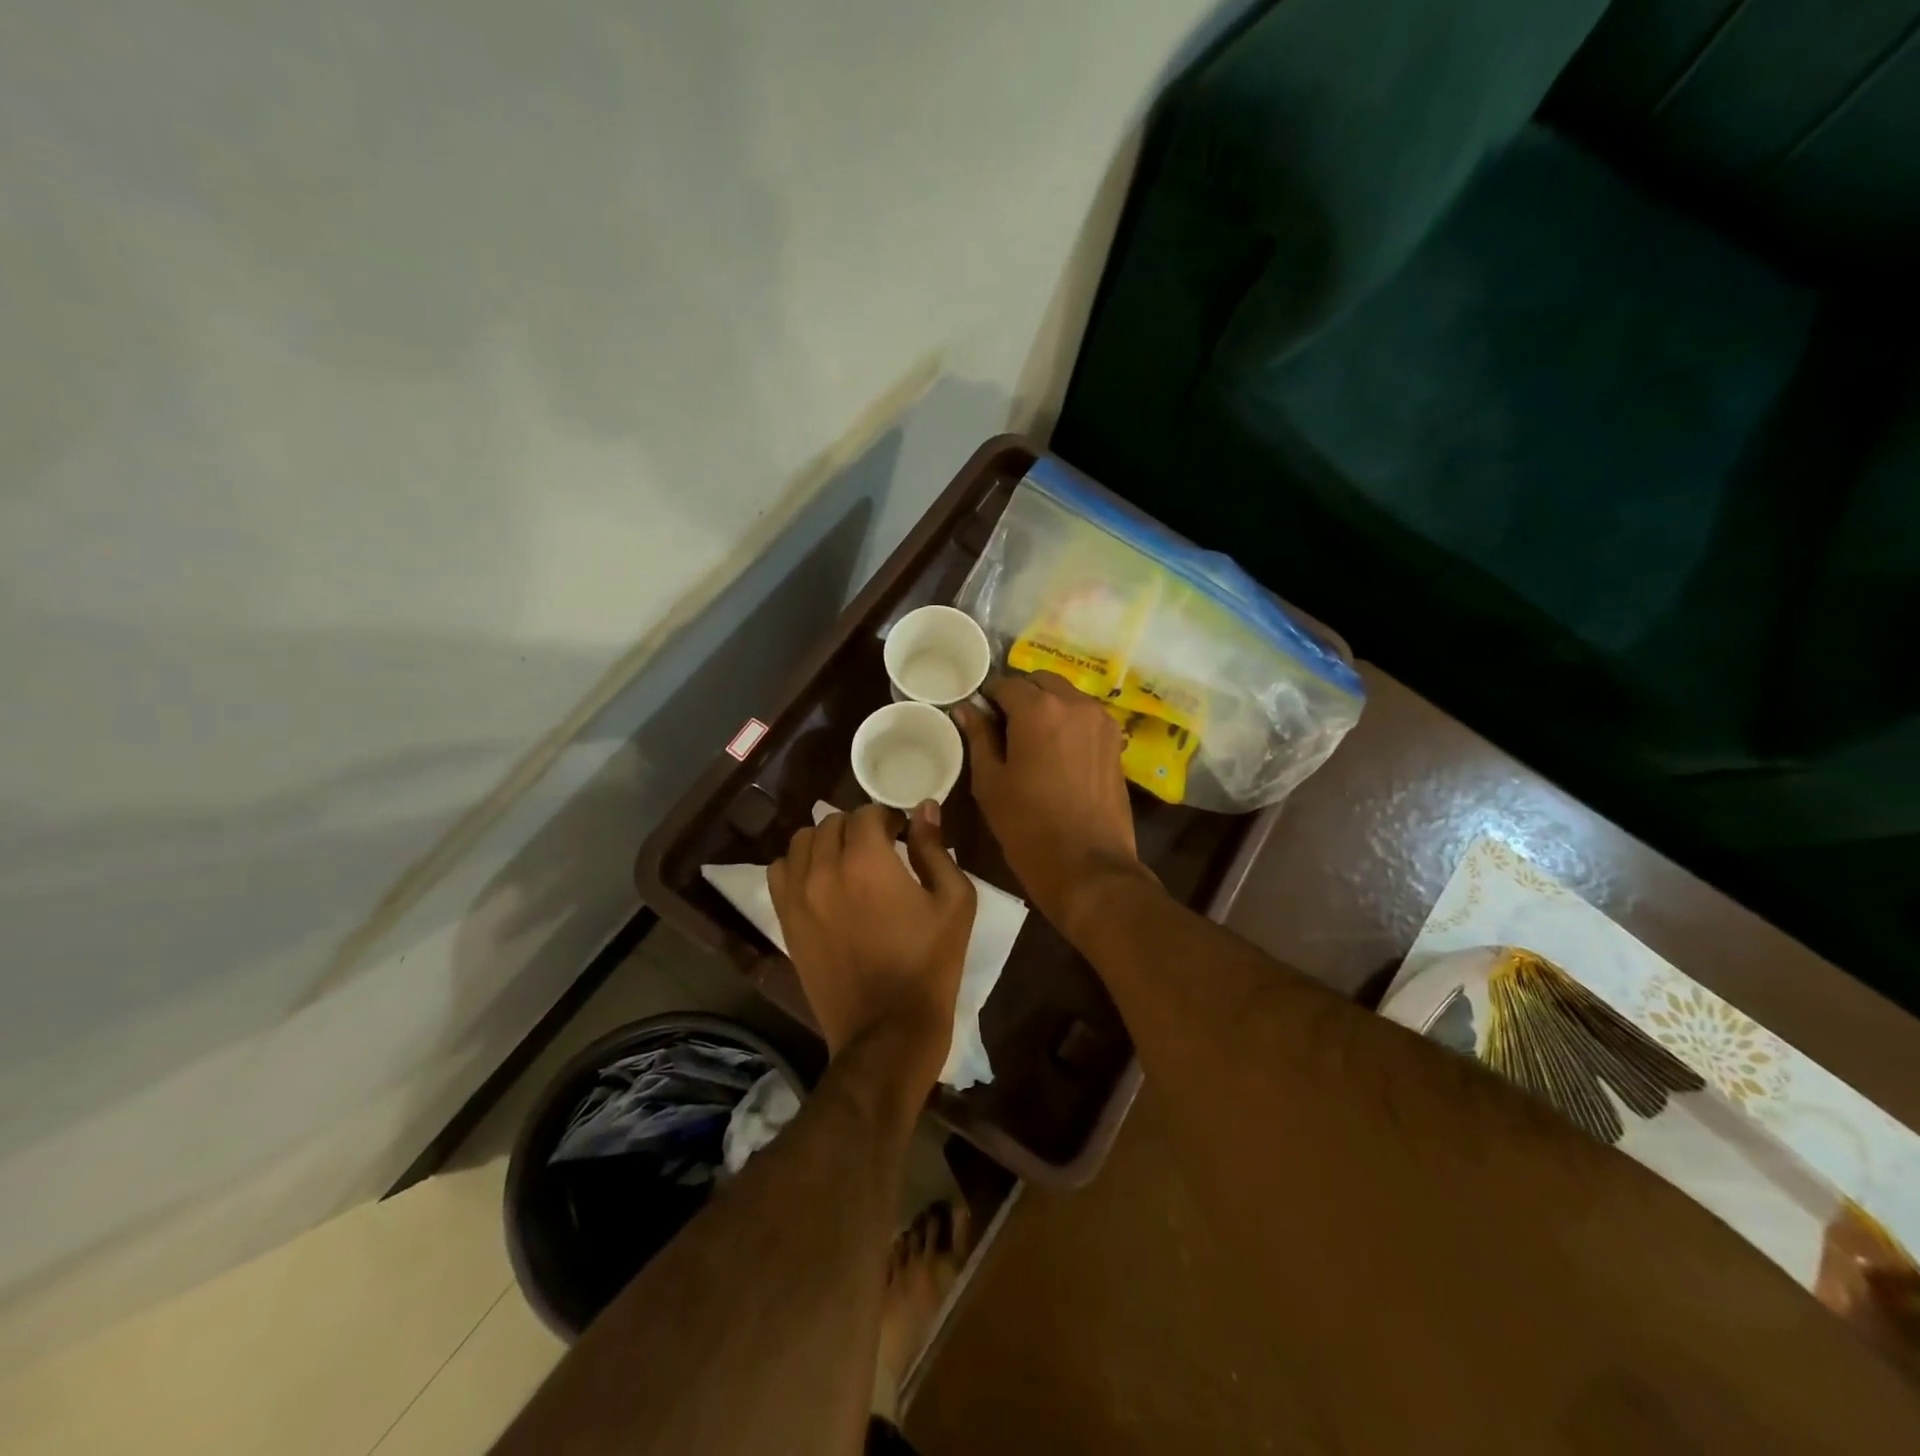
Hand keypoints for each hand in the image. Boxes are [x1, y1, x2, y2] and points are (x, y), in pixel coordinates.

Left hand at [768, 801, 976, 1091]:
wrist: (887, 1030)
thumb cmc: (929, 963)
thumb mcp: (954, 901)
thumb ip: (936, 848)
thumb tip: (925, 808)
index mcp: (867, 859)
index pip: (868, 813)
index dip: (889, 818)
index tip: (903, 835)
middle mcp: (824, 868)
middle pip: (832, 822)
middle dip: (858, 827)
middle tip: (880, 849)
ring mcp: (798, 895)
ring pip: (801, 841)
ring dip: (825, 841)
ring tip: (846, 862)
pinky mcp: (785, 921)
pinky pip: (778, 872)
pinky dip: (797, 865)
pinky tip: (819, 881)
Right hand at [955, 672, 1154, 935]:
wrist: (1088, 867)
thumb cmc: (1028, 827)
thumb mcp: (990, 783)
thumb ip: (978, 737)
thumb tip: (966, 709)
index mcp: (1039, 709)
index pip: (1005, 684)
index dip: (987, 697)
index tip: (978, 716)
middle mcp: (1074, 703)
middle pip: (1040, 682)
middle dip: (1020, 696)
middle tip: (1003, 726)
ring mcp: (1101, 721)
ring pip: (1066, 696)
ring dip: (1045, 706)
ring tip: (1029, 740)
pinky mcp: (1115, 742)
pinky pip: (1084, 716)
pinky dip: (1067, 721)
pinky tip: (1055, 751)